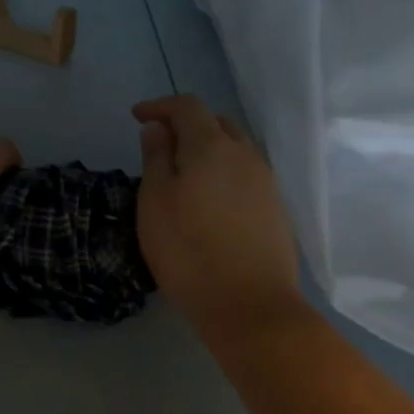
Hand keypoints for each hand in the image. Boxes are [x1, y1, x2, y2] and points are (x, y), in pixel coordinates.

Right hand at [133, 96, 303, 333]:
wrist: (251, 308)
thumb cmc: (189, 250)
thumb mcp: (155, 201)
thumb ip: (156, 157)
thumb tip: (159, 128)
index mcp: (212, 145)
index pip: (187, 106)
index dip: (160, 105)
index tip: (137, 117)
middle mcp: (245, 154)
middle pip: (216, 123)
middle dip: (187, 124)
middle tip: (161, 144)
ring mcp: (266, 183)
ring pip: (235, 149)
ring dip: (208, 149)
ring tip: (184, 173)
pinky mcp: (276, 210)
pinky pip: (246, 175)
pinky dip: (224, 172)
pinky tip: (210, 199)